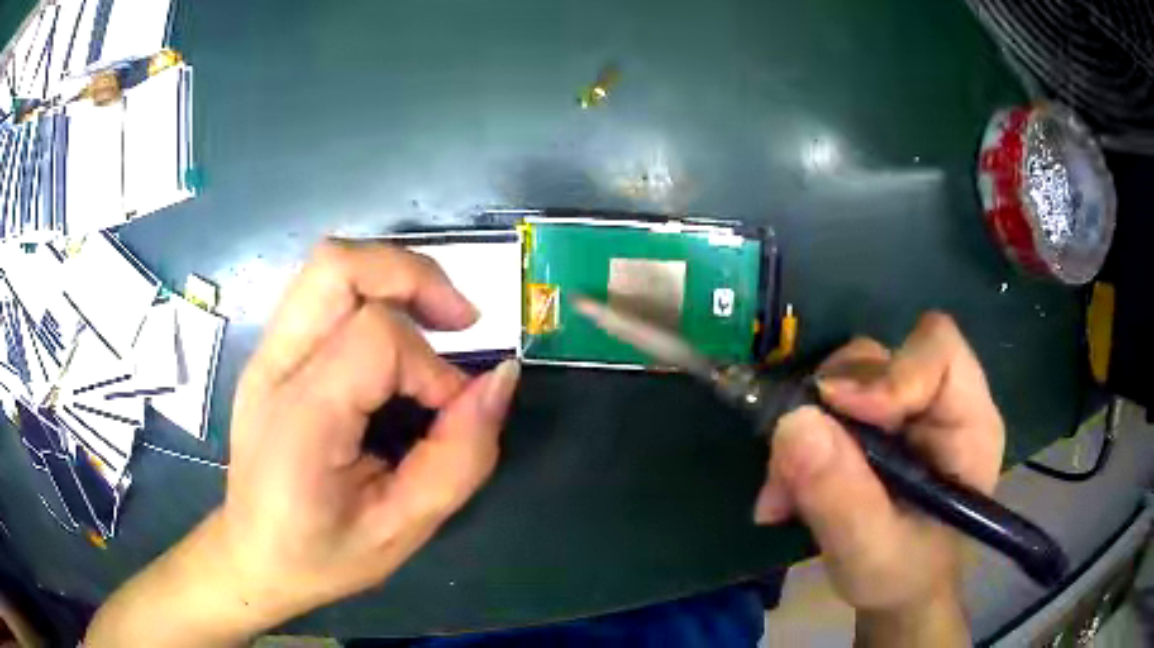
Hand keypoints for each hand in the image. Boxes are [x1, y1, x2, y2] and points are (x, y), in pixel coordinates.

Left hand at [222, 240, 519, 619]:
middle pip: (338, 266)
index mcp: (300, 419)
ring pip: (329, 265)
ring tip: (434, 321)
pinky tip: (394, 342)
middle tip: (459, 321)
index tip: (454, 411)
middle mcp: (274, 367)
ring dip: (393, 277)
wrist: (253, 555)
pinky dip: (372, 293)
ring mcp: (266, 352)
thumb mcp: (403, 528)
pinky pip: (322, 291)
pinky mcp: (271, 352)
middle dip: (413, 275)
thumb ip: (460, 457)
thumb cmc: (323, 554)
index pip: (376, 339)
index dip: (433, 367)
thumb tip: (501, 379)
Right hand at [753, 313, 1002, 643]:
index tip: (839, 411)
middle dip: (829, 409)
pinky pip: (826, 409)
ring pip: (844, 380)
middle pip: (881, 360)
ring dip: (805, 433)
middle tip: (790, 467)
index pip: (939, 351)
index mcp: (969, 424)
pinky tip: (785, 496)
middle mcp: (939, 402)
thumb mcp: (872, 552)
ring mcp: (904, 409)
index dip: (888, 373)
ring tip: (784, 496)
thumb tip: (793, 423)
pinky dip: (799, 447)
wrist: (896, 591)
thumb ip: (841, 496)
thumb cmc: (904, 578)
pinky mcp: (873, 423)